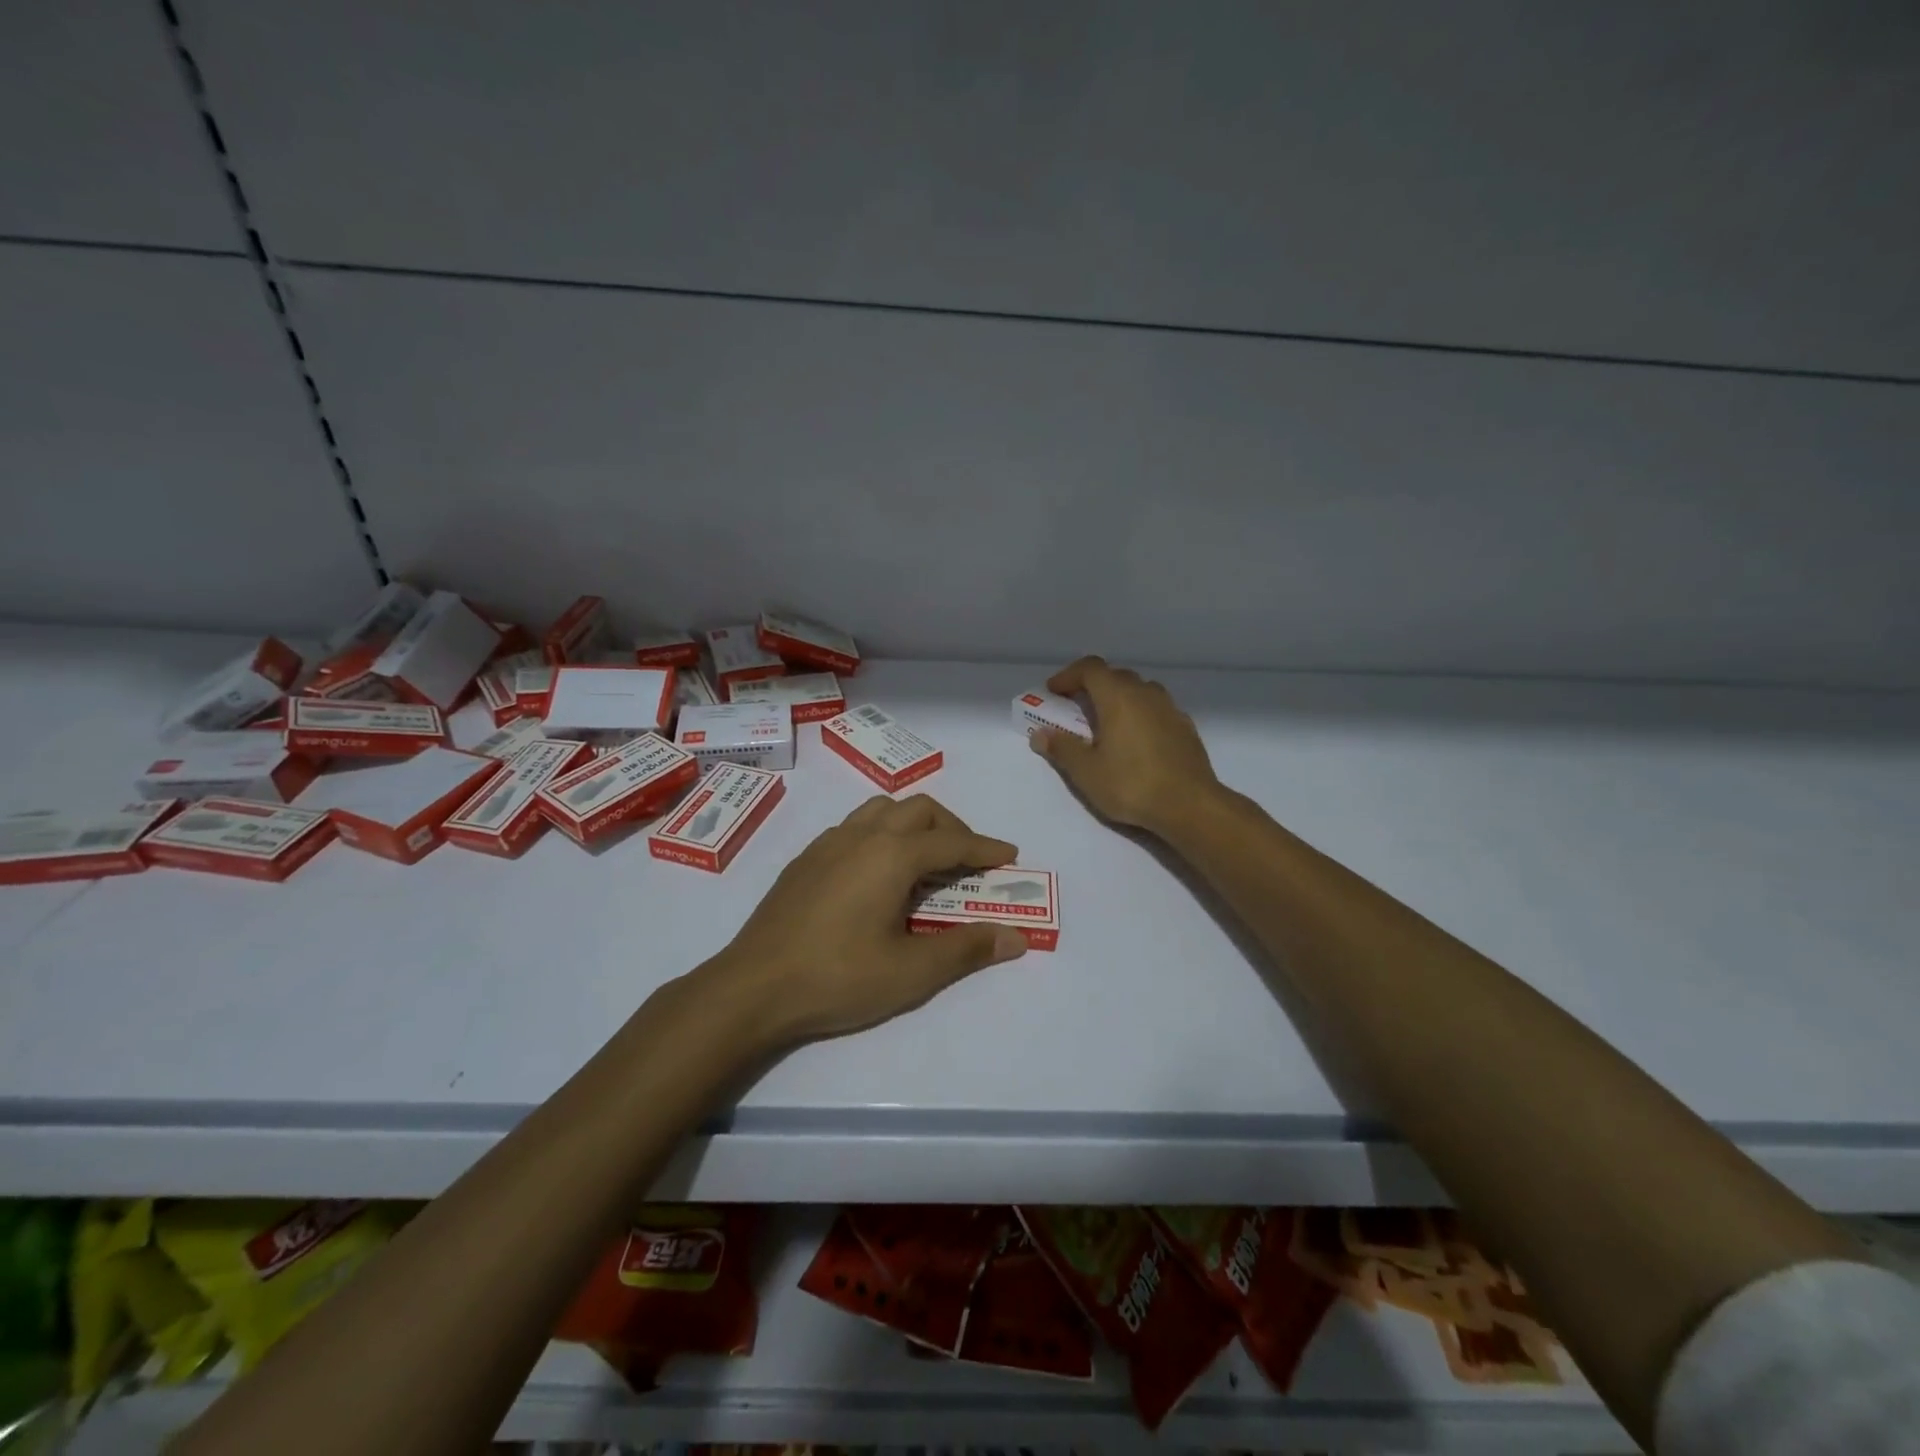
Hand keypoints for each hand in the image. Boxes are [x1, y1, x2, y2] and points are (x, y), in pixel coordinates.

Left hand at [709, 794, 1028, 1046]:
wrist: (753, 986)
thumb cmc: (838, 977)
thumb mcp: (911, 971)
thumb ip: (966, 949)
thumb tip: (1016, 937)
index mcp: (892, 854)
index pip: (953, 842)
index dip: (985, 848)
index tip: (1009, 854)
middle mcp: (862, 835)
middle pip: (919, 810)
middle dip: (952, 828)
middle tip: (969, 860)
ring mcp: (829, 843)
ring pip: (882, 810)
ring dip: (914, 824)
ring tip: (925, 859)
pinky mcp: (806, 859)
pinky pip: (855, 826)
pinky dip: (882, 834)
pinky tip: (877, 872)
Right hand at [1030, 656, 1219, 834]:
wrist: (1190, 805)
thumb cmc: (1132, 784)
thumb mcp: (1087, 772)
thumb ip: (1062, 748)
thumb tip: (1040, 734)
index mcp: (1118, 697)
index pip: (1090, 668)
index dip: (1068, 675)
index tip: (1054, 693)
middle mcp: (1145, 693)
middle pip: (1115, 676)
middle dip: (1092, 686)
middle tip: (1076, 710)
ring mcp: (1170, 708)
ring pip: (1139, 690)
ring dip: (1118, 698)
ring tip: (1106, 724)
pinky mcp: (1185, 727)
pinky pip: (1156, 709)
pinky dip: (1140, 714)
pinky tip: (1135, 741)